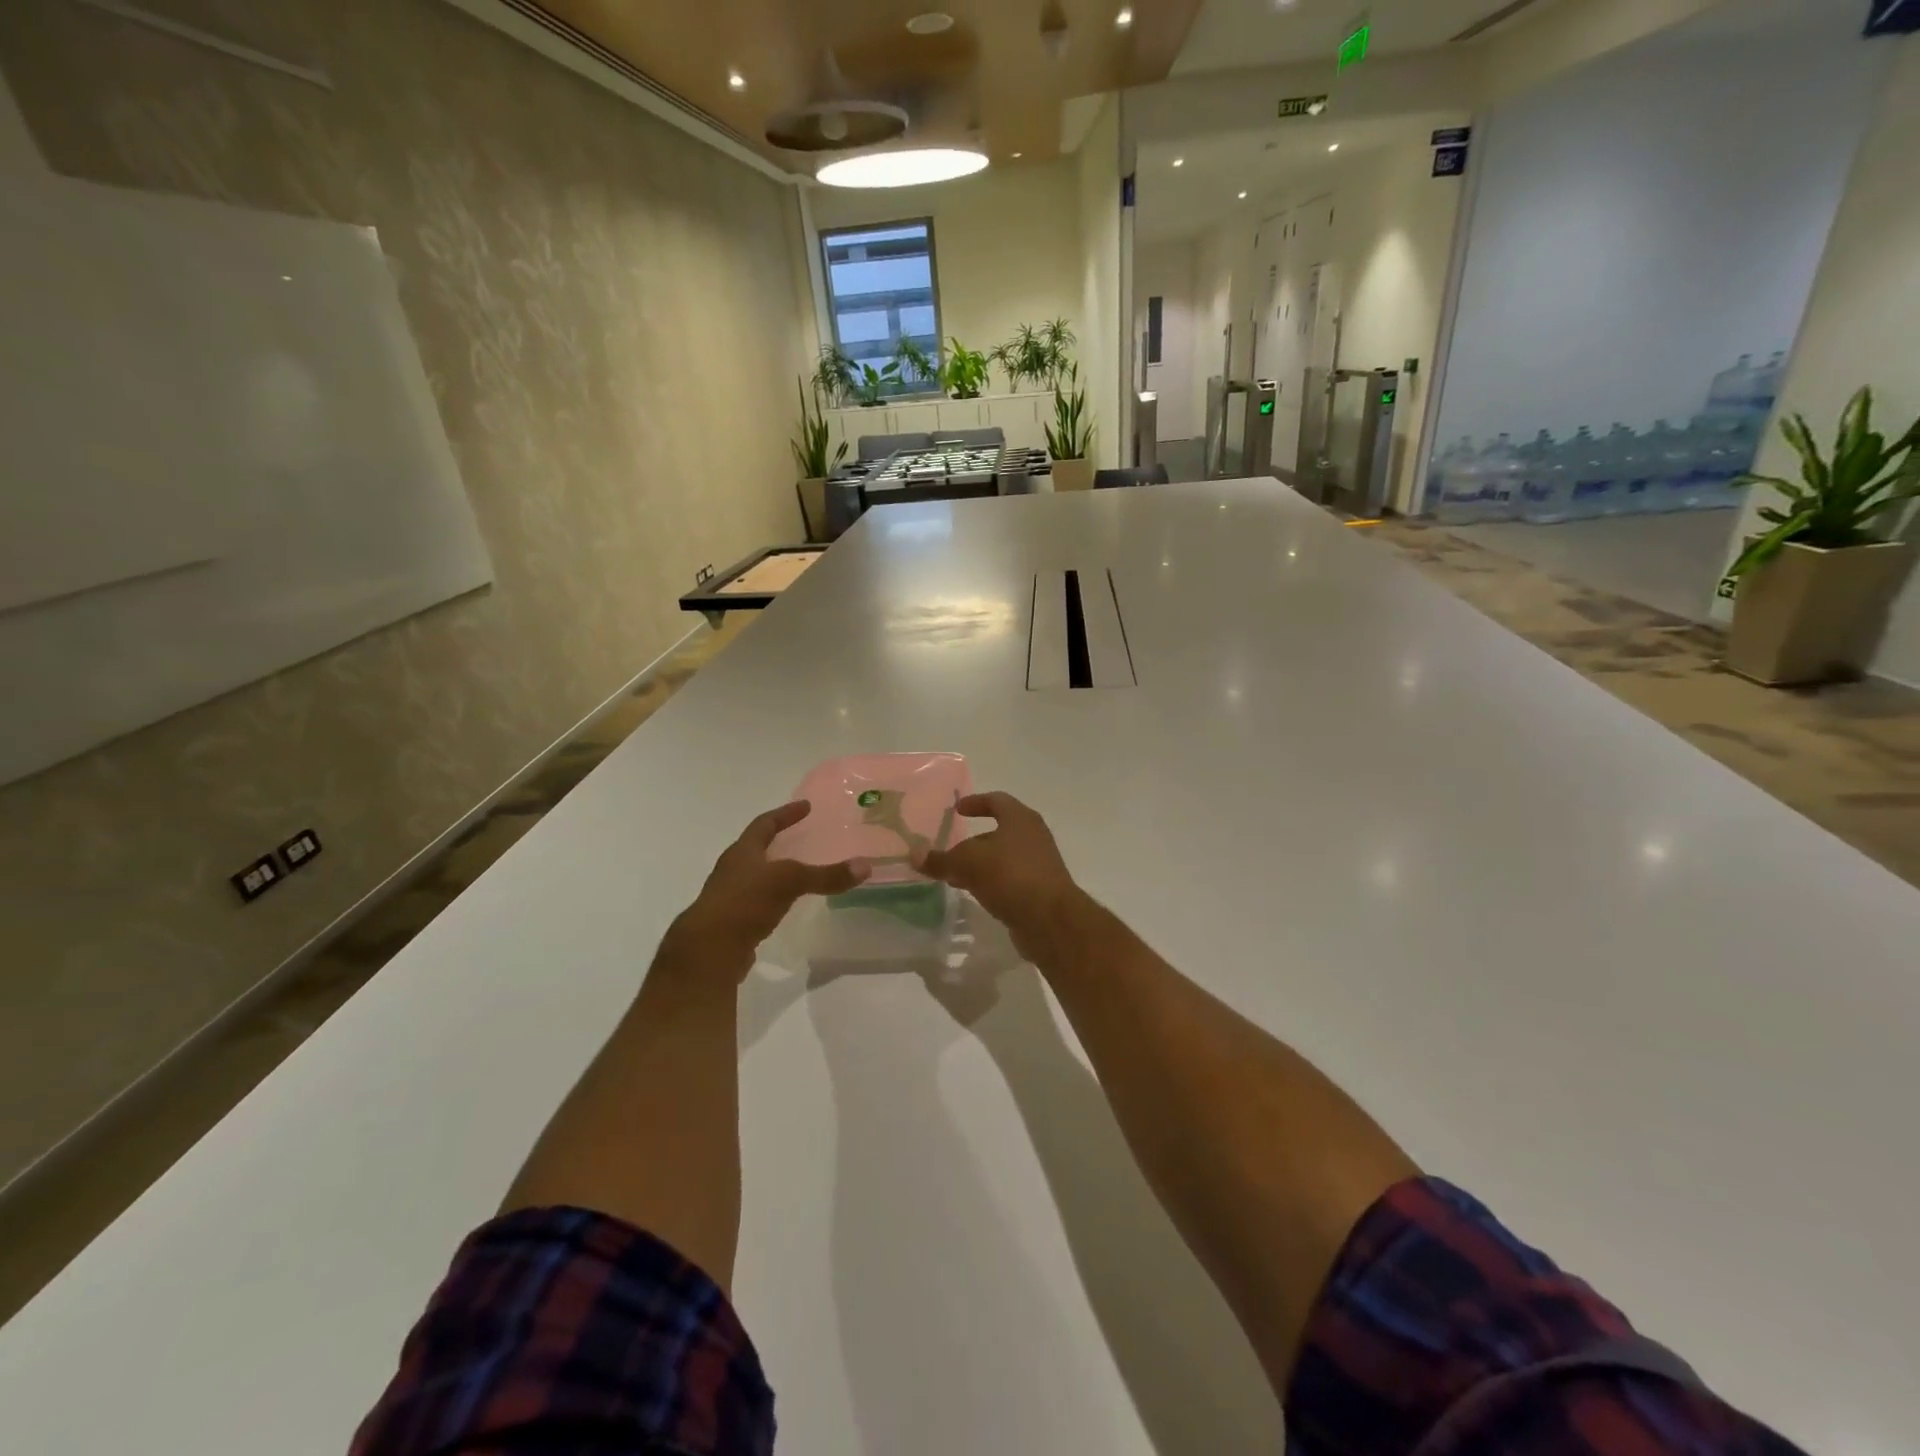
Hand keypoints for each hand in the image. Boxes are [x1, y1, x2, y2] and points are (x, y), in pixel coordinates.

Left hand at [666, 802, 868, 981]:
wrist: (709, 951)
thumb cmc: (745, 903)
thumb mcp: (789, 882)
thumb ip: (826, 875)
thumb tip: (865, 866)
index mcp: (742, 852)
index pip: (764, 824)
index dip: (785, 814)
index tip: (805, 806)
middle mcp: (733, 870)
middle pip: (756, 849)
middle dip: (777, 841)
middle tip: (801, 836)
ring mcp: (730, 897)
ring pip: (755, 877)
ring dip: (774, 871)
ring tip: (797, 872)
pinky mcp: (733, 923)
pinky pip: (757, 903)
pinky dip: (773, 899)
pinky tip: (785, 906)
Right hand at [912, 792, 1084, 965]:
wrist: (1050, 920)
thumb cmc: (1010, 876)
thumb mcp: (968, 863)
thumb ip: (941, 859)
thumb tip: (914, 855)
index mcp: (1020, 819)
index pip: (996, 800)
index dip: (975, 802)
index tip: (957, 810)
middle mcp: (1033, 837)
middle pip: (998, 832)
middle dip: (972, 841)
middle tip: (949, 850)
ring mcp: (1039, 864)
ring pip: (1002, 858)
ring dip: (979, 865)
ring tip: (954, 877)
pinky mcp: (1038, 890)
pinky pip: (1009, 879)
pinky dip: (990, 882)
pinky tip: (973, 894)